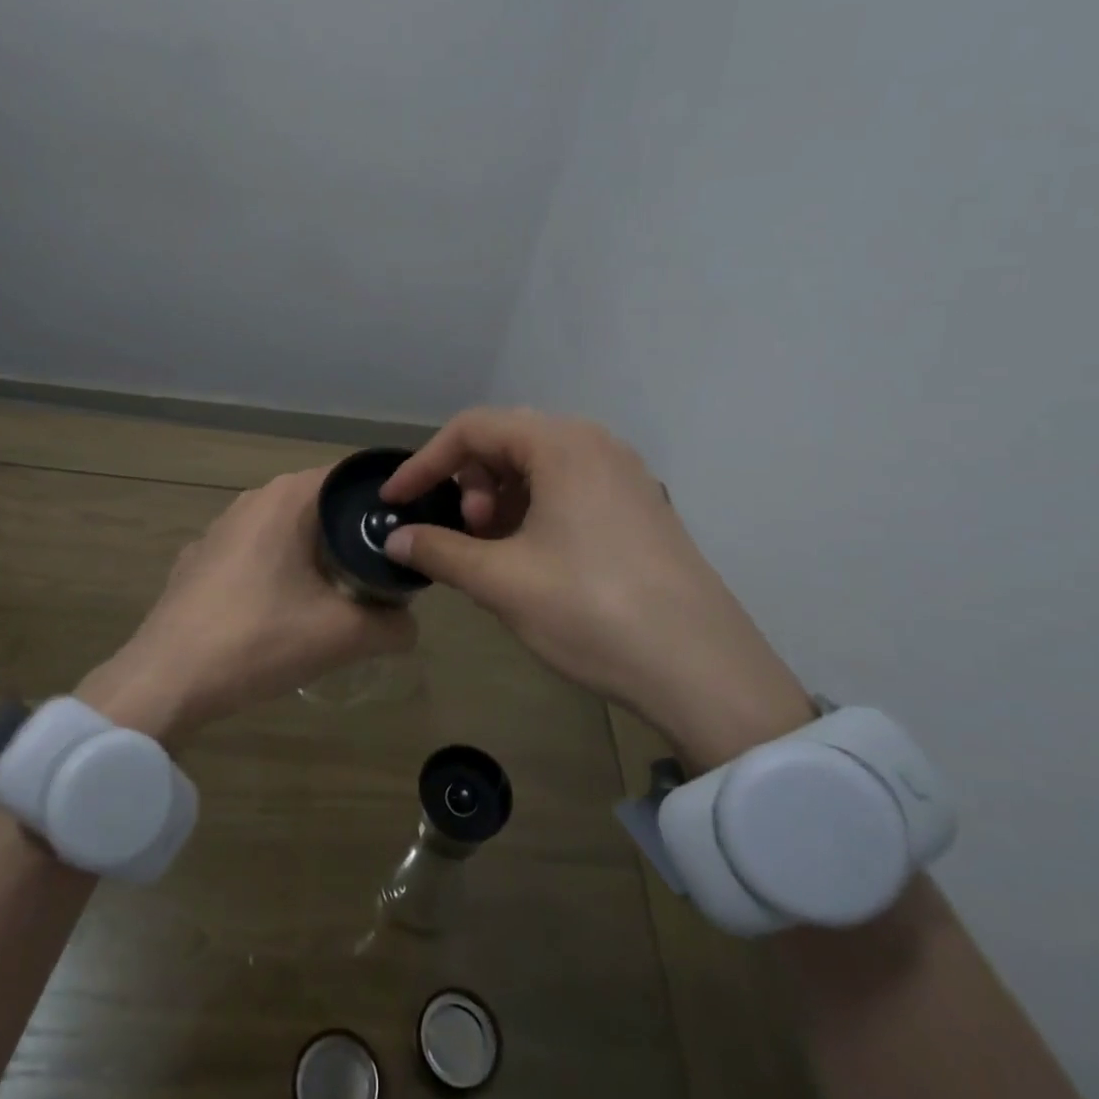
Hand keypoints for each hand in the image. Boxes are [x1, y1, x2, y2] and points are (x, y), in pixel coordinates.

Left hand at [77, 468, 414, 744]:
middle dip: (354, 534)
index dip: (386, 502)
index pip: (352, 478)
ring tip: (340, 594)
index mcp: (287, 498)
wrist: (166, 680)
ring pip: (286, 530)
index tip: (409, 533)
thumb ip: (393, 626)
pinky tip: (283, 612)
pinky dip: (279, 572)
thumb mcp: (343, 636)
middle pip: (321, 505)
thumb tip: (410, 625)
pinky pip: (256, 554)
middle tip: (384, 571)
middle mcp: (252, 500)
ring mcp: (219, 529)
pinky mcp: (199, 561)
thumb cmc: (258, 639)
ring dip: (316, 555)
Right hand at [380, 408, 814, 770]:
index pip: (472, 429)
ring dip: (502, 498)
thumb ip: (440, 550)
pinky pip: (571, 489)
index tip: (396, 502)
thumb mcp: (502, 581)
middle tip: (465, 530)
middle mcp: (597, 445)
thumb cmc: (591, 610)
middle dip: (470, 480)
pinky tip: (532, 558)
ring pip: (541, 466)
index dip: (424, 462)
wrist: (703, 670)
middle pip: (508, 440)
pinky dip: (535, 511)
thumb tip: (396, 538)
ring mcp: (625, 476)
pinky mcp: (640, 509)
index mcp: (562, 444)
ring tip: (495, 549)